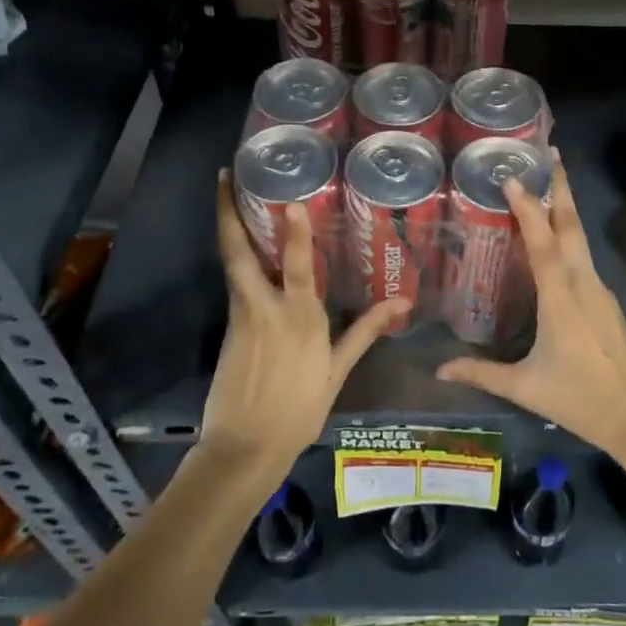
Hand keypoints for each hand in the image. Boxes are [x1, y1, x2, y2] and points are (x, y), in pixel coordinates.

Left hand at [201, 172, 404, 491]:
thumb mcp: (336, 371)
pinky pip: (234, 281)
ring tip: (230, 196)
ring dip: (229, 227)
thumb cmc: (298, 410)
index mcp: (298, 318)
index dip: (294, 231)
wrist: (243, 449)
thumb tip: (401, 302)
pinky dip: (237, 256)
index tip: (290, 200)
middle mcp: (264, 307)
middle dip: (229, 213)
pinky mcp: (228, 327)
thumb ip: (365, 331)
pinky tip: (244, 245)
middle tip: (224, 176)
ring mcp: (240, 315)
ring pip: (232, 262)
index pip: (296, 265)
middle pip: (239, 252)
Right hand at [435, 156, 625, 481]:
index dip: (529, 208)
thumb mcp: (527, 388)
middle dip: (561, 187)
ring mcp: (600, 291)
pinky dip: (568, 237)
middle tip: (548, 154)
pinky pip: (584, 258)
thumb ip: (482, 374)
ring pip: (580, 239)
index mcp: (562, 299)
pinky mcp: (607, 301)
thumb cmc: (582, 401)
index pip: (543, 243)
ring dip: (565, 208)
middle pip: (572, 226)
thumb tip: (439, 369)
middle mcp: (584, 284)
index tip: (514, 177)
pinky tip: (555, 241)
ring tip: (545, 186)